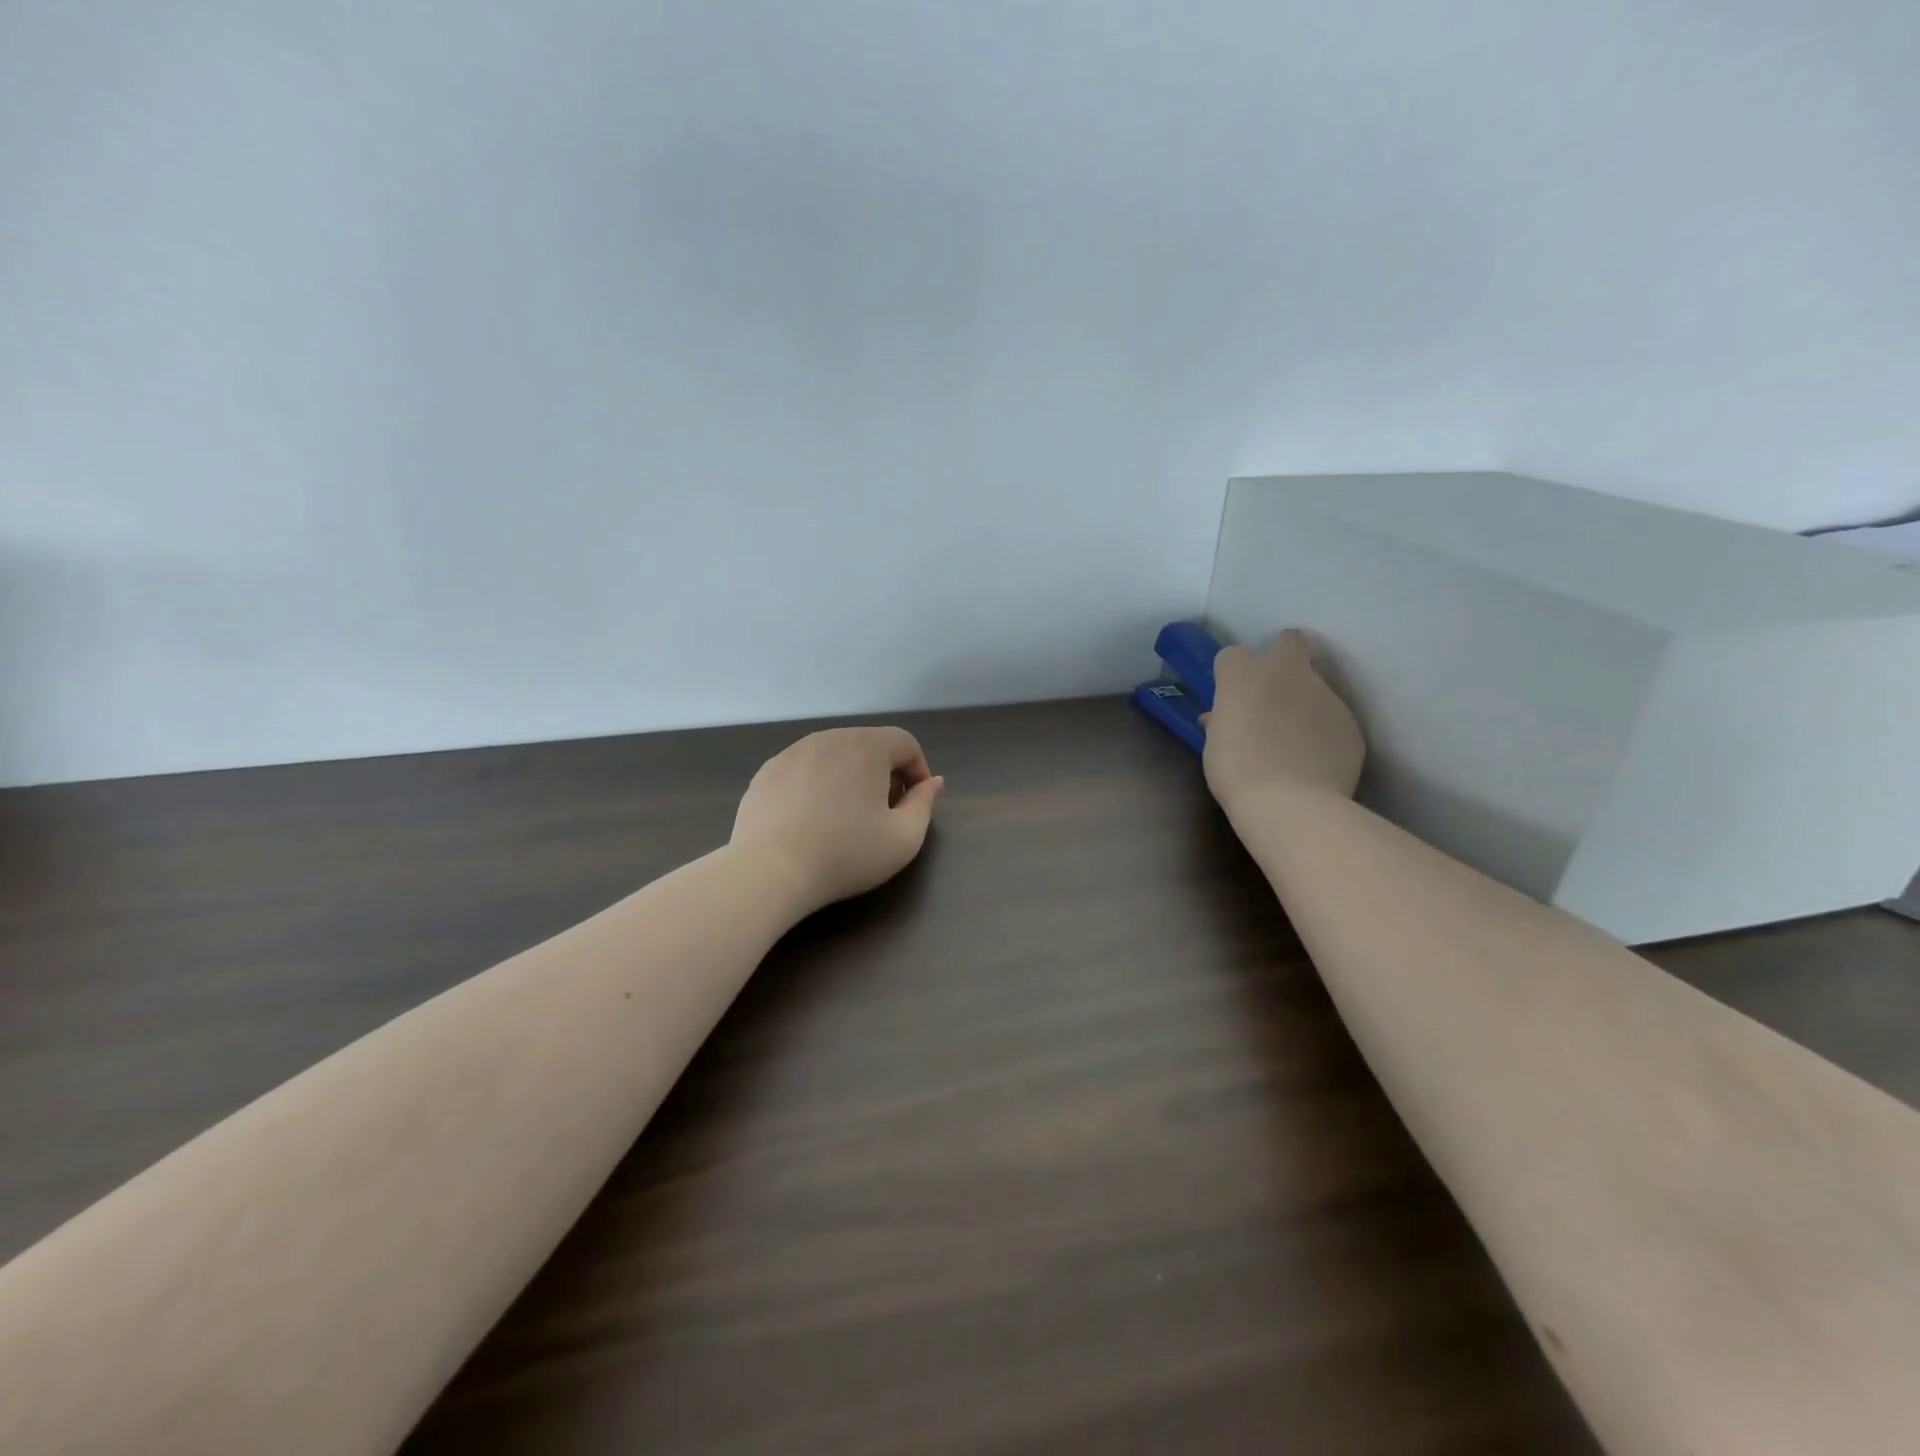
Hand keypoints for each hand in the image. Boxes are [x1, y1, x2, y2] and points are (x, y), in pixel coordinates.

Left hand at [731, 727, 945, 913]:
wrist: (770, 869)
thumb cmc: (846, 853)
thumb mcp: (904, 838)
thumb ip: (924, 804)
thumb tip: (932, 782)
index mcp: (866, 746)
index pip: (905, 743)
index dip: (918, 770)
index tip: (915, 803)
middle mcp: (829, 738)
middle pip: (868, 745)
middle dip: (884, 772)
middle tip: (884, 811)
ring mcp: (792, 752)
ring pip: (833, 755)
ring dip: (848, 776)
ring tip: (845, 816)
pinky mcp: (766, 772)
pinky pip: (804, 769)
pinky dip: (816, 785)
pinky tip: (810, 819)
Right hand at [1202, 629, 1365, 815]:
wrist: (1292, 805)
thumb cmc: (1237, 773)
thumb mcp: (1214, 747)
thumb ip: (1221, 723)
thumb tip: (1219, 719)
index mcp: (1243, 676)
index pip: (1233, 655)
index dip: (1231, 674)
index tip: (1231, 697)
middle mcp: (1286, 673)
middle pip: (1288, 642)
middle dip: (1282, 657)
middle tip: (1273, 693)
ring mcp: (1325, 694)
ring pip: (1315, 684)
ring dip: (1304, 702)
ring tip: (1295, 742)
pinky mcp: (1350, 721)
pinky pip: (1333, 718)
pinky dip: (1324, 732)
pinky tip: (1314, 761)